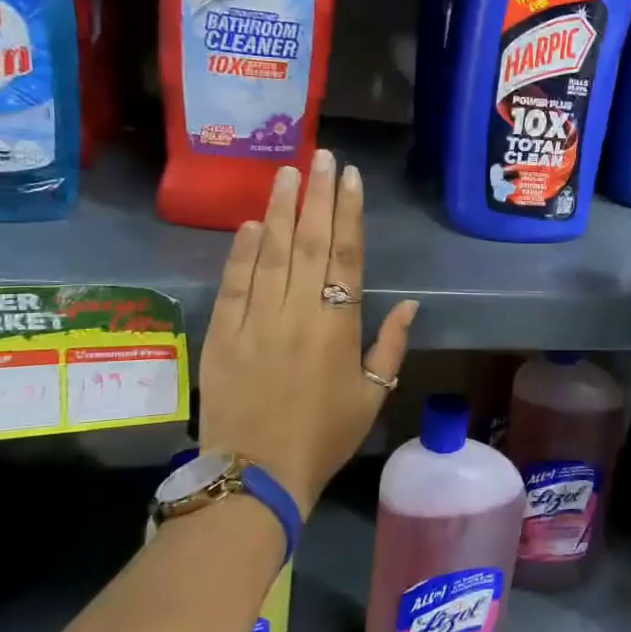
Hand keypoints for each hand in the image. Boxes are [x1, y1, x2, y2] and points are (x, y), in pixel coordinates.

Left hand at [199, 149, 419, 517]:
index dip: (348, 214)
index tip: (350, 178)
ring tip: (286, 173)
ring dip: (278, 210)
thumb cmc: (324, 435)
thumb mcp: (372, 395)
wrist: (256, 474)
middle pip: (307, 242)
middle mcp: (297, 312)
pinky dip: (239, 253)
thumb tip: (408, 305)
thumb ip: (389, 346)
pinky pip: (233, 285)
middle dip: (316, 196)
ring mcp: (255, 321)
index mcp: (337, 326)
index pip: (345, 256)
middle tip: (321, 156)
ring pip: (268, 254)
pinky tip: (247, 225)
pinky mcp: (221, 335)